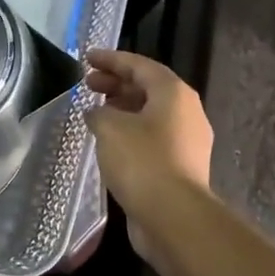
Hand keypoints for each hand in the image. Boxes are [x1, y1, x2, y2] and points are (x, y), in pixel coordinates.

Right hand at [85, 49, 212, 221]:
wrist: (173, 216)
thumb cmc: (142, 161)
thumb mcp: (110, 128)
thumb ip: (99, 112)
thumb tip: (98, 114)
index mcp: (174, 93)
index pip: (139, 65)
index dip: (111, 60)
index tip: (87, 58)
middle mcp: (186, 112)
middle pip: (148, 88)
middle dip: (116, 83)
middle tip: (88, 84)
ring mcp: (187, 141)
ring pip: (151, 114)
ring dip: (123, 108)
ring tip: (96, 112)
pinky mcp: (181, 166)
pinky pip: (153, 138)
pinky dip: (130, 132)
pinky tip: (109, 142)